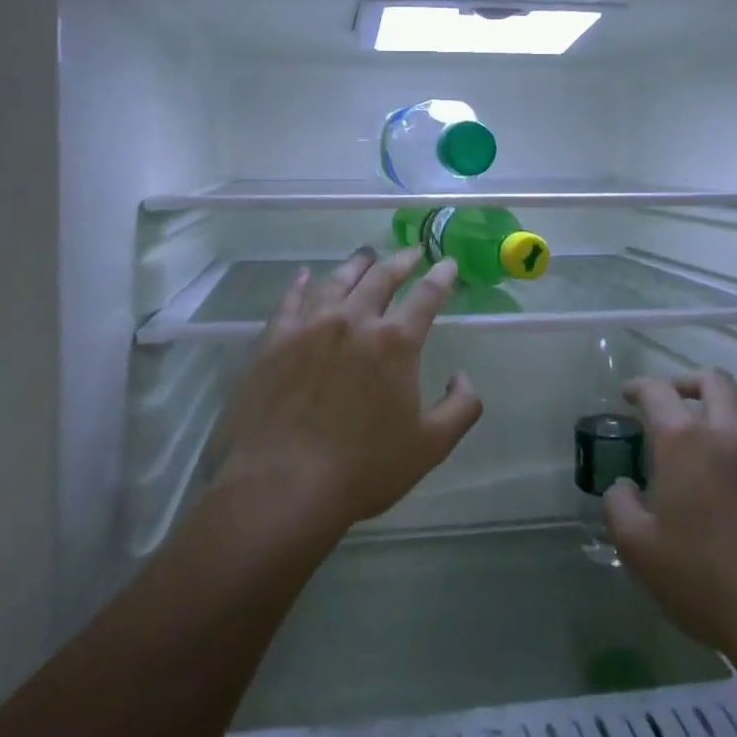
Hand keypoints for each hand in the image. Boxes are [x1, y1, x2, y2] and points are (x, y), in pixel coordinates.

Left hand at [208, 246, 483, 543]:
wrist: (281, 485)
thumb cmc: (362, 469)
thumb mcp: (430, 446)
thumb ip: (461, 407)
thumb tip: (463, 376)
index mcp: (395, 342)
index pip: (426, 296)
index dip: (441, 277)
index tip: (448, 263)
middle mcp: (354, 320)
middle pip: (382, 277)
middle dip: (402, 261)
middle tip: (412, 252)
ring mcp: (310, 325)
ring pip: (337, 280)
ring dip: (356, 264)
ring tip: (366, 255)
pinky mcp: (274, 339)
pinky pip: (290, 299)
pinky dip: (301, 283)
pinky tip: (304, 275)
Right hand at [605, 369, 736, 690]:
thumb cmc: (707, 584)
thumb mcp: (640, 551)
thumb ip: (620, 507)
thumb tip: (622, 486)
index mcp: (685, 441)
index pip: (657, 392)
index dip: (639, 386)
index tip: (630, 392)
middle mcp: (733, 430)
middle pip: (713, 381)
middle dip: (689, 383)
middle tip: (678, 399)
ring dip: (733, 403)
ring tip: (725, 424)